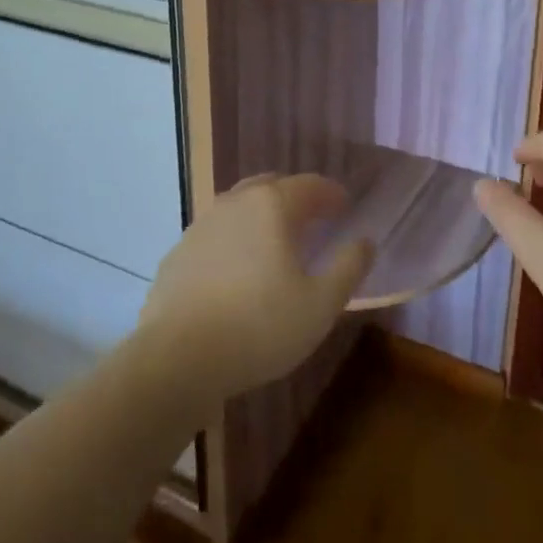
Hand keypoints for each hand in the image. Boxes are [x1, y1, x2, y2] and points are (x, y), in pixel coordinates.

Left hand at [137, 174, 373, 404]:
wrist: (177, 357)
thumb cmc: (259, 327)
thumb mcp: (320, 305)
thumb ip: (348, 268)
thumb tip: (365, 241)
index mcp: (272, 206)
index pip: (310, 185)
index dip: (331, 193)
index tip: (345, 205)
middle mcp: (235, 203)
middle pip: (271, 186)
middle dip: (295, 196)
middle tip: (313, 217)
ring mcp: (202, 225)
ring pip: (239, 207)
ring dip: (262, 215)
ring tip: (276, 241)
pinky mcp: (179, 252)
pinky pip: (216, 234)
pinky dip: (235, 239)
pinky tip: (238, 269)